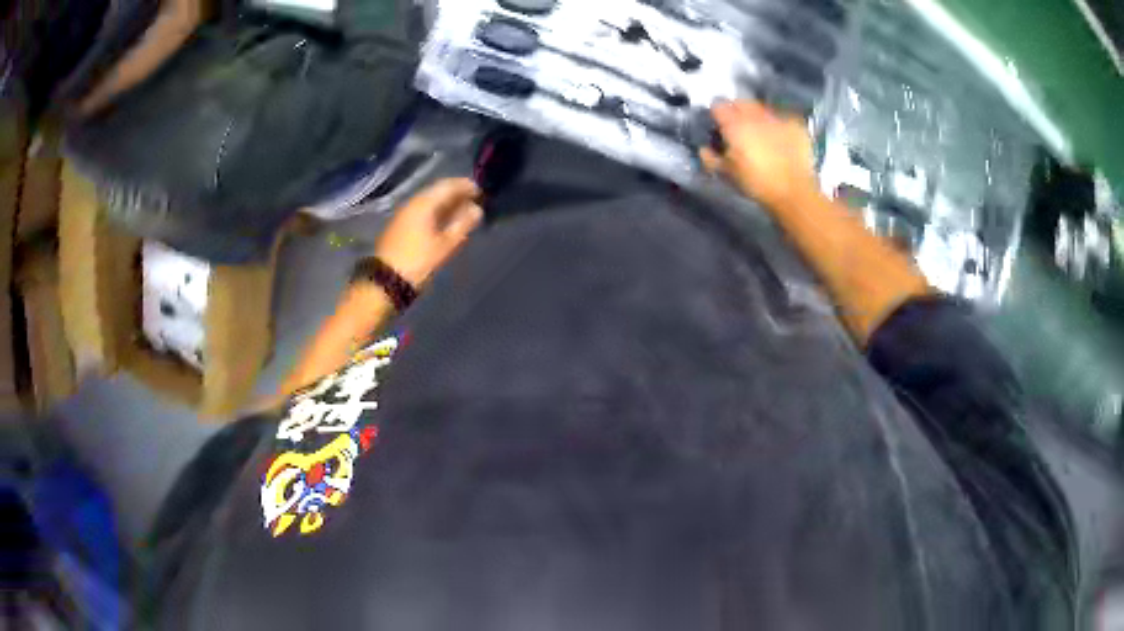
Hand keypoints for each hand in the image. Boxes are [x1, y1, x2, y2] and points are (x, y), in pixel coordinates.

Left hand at [375, 178, 483, 286]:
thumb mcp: (445, 245)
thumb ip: (462, 224)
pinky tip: (443, 222)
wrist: (385, 281)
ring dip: (445, 204)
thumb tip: (477, 209)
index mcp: (424, 204)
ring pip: (428, 202)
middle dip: (455, 194)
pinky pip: (421, 212)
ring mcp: (403, 215)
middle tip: (473, 201)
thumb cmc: (418, 262)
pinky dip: (435, 212)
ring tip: (461, 212)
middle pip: (436, 192)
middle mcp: (412, 204)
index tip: (480, 191)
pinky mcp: (399, 226)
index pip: (447, 186)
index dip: (465, 186)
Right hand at [700, 100, 818, 209]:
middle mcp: (755, 115)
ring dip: (759, 116)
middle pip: (741, 102)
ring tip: (761, 132)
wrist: (794, 193)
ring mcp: (777, 117)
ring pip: (763, 108)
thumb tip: (704, 148)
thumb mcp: (727, 174)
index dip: (716, 113)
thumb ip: (711, 158)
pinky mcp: (796, 125)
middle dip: (737, 110)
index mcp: (735, 124)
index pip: (718, 105)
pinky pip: (783, 117)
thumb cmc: (756, 184)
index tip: (718, 124)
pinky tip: (781, 137)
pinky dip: (779, 124)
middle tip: (739, 126)